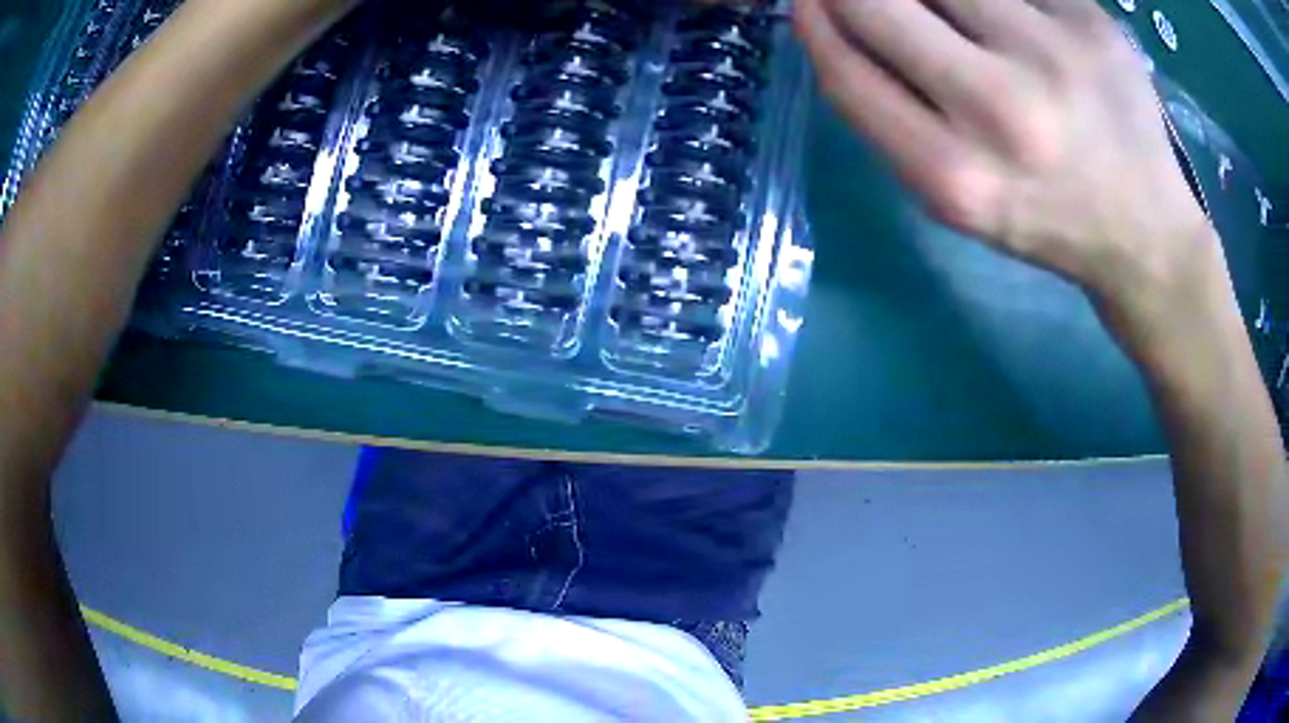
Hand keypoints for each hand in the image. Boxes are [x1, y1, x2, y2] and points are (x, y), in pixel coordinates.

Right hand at [794, 0, 1221, 324]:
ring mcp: (1051, 54)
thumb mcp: (955, 198)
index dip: (814, 22)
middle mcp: (1002, 109)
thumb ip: (889, 114)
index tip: (810, 1)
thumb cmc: (1046, 219)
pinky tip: (1004, 21)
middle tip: (873, 1)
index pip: (846, 70)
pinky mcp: (1088, 20)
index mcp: (957, 176)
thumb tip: (833, 19)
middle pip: (878, 4)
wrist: (1146, 234)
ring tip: (950, 18)